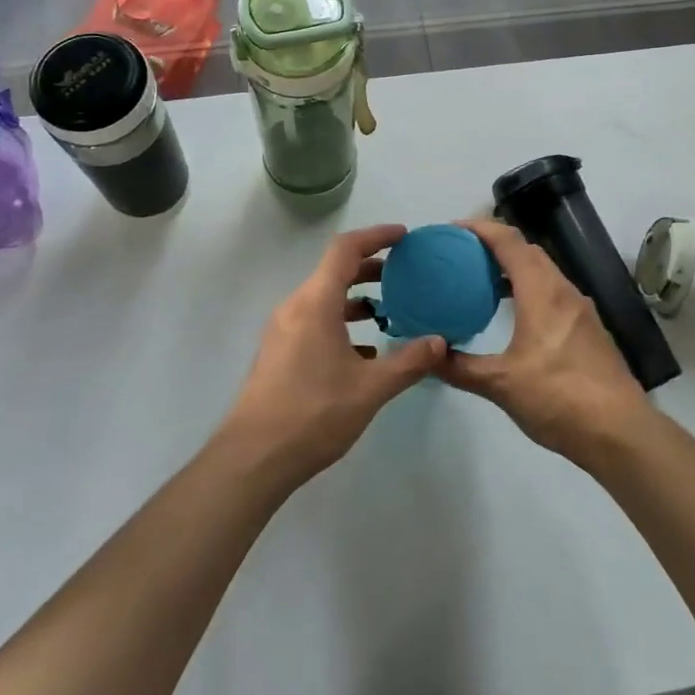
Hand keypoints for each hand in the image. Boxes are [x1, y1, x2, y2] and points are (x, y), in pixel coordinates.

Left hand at [220, 225, 446, 485]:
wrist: (253, 457)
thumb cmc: (313, 414)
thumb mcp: (370, 389)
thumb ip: (408, 362)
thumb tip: (440, 342)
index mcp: (315, 303)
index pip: (345, 249)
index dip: (376, 236)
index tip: (404, 237)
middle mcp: (295, 307)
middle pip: (334, 271)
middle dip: (371, 268)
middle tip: (405, 275)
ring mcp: (283, 330)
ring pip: (324, 298)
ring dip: (356, 298)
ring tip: (390, 313)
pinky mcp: (278, 353)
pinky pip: (314, 321)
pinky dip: (341, 323)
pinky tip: (365, 352)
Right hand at [439, 219, 654, 465]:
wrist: (620, 432)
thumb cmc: (559, 398)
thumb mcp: (501, 385)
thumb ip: (460, 367)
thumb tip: (426, 355)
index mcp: (542, 292)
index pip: (509, 241)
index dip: (480, 228)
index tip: (452, 230)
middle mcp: (564, 291)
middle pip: (528, 250)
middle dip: (495, 244)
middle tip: (462, 255)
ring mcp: (581, 310)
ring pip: (544, 271)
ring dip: (514, 267)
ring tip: (482, 281)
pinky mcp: (589, 329)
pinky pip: (554, 292)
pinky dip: (530, 288)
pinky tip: (515, 315)